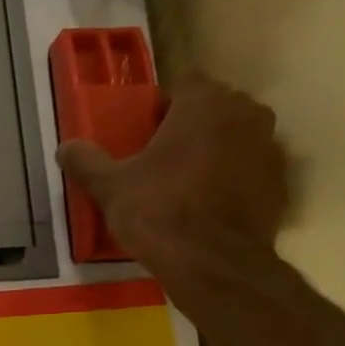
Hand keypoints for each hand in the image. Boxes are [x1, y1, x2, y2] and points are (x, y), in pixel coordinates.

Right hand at [57, 74, 288, 276]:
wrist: (211, 262)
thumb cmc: (158, 212)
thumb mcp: (111, 188)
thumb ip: (87, 162)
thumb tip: (65, 146)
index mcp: (204, 103)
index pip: (184, 83)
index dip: (163, 105)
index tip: (144, 131)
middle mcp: (245, 112)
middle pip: (214, 107)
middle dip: (190, 125)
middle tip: (160, 157)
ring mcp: (269, 145)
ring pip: (235, 137)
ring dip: (215, 150)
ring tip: (185, 183)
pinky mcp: (280, 180)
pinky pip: (250, 168)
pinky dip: (232, 178)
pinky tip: (208, 205)